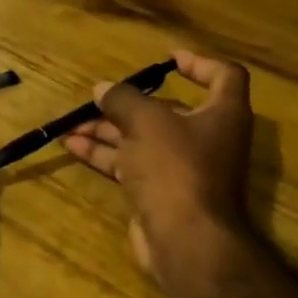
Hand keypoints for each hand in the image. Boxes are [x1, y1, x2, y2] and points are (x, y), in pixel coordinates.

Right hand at [63, 49, 256, 294]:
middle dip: (130, 103)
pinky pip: (131, 164)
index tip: (168, 59)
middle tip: (99, 95)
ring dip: (109, 129)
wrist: (185, 239)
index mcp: (222, 114)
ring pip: (142, 138)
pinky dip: (105, 154)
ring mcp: (182, 168)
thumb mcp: (147, 122)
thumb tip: (103, 89)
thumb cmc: (176, 167)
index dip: (200, 63)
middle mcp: (207, 138)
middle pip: (169, 110)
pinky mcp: (160, 192)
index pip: (224, 76)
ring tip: (73, 122)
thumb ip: (123, 100)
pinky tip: (74, 146)